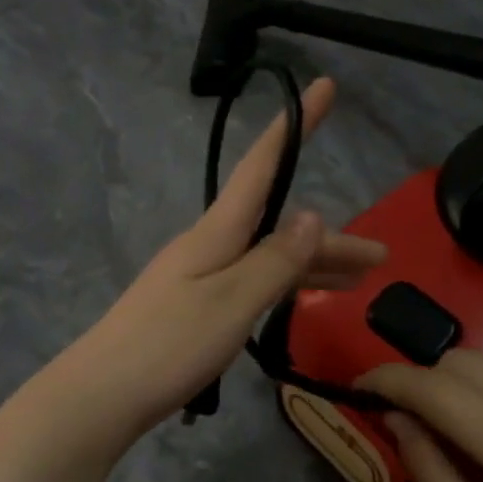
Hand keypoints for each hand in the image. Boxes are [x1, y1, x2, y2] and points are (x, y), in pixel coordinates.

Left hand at [49, 77, 386, 443]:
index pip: (263, 166)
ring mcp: (200, 277)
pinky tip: (302, 300)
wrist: (102, 395)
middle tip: (380, 256)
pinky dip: (283, 287)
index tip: (325, 85)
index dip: (296, 126)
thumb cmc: (167, 345)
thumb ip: (275, 259)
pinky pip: (251, 283)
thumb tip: (311, 213)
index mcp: (216, 232)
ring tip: (360, 283)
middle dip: (329, 236)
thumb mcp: (232, 301)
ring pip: (268, 258)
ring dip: (313, 266)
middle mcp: (209, 245)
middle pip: (278, 226)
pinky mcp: (194, 308)